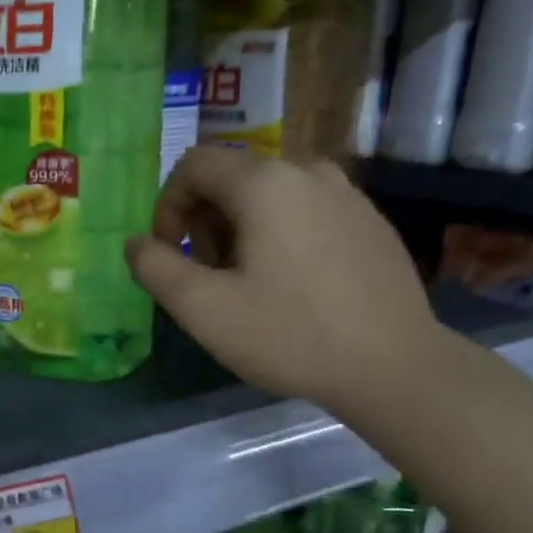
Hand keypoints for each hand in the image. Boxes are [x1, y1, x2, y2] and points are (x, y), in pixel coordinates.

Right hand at [124, 145, 440, 411]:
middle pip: (231, 177)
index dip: (167, 206)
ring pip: (268, 194)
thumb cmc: (290, 335)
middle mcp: (307, 171)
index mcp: (264, 183)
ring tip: (248, 283)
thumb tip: (136, 244)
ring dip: (240, 228)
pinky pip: (305, 209)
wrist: (395, 367)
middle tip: (209, 276)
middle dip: (204, 221)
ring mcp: (346, 193)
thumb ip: (155, 268)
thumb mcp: (203, 309)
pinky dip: (280, 233)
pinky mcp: (369, 220)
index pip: (193, 165)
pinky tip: (293, 285)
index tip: (171, 254)